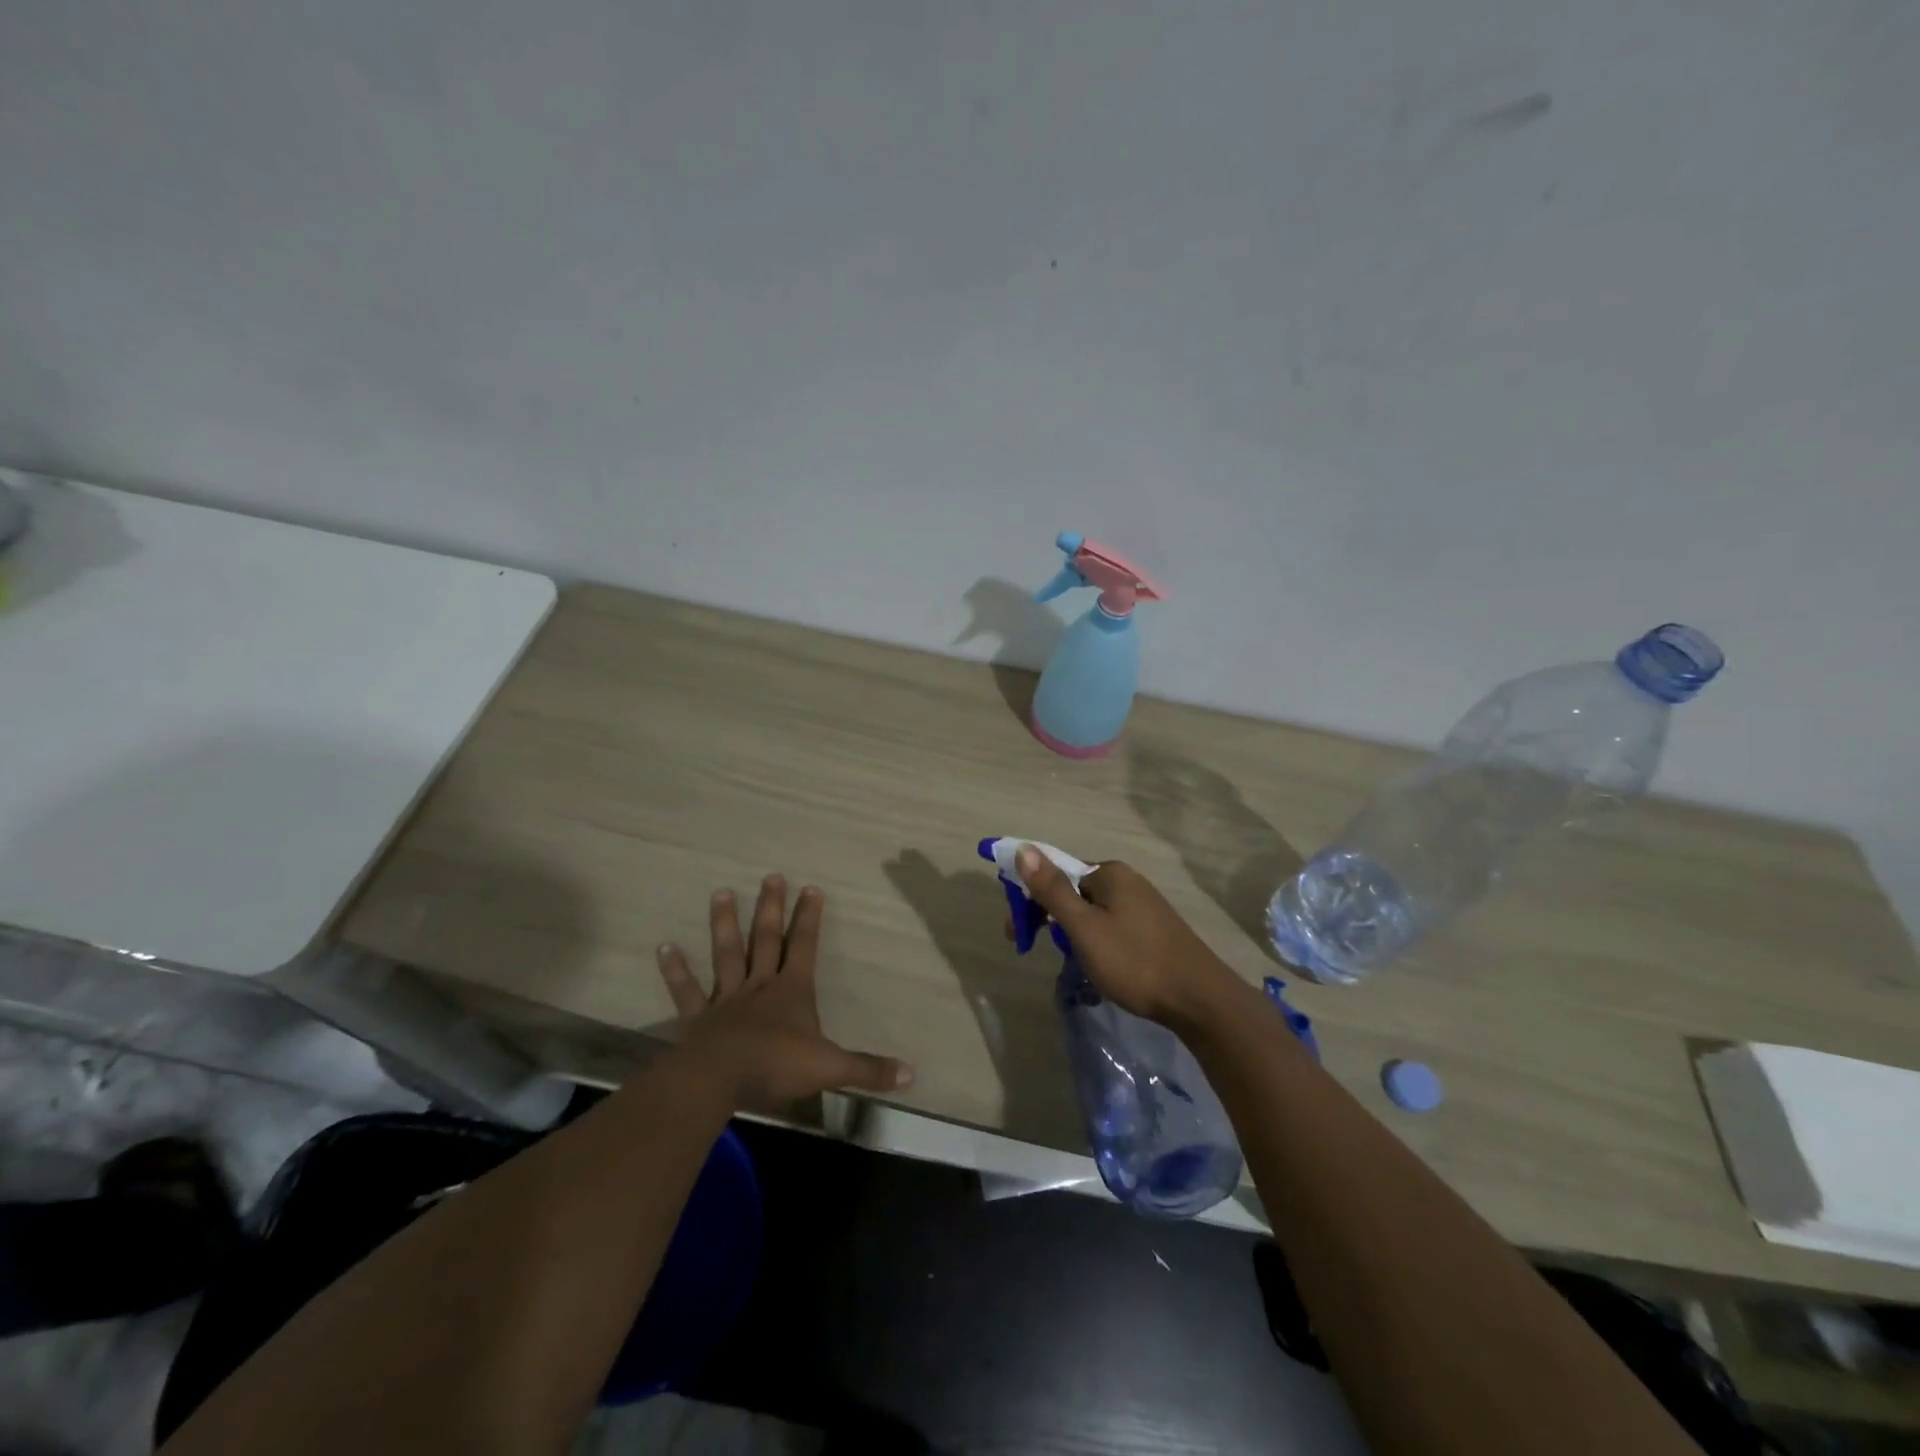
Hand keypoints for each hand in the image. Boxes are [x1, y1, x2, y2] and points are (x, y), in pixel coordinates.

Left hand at [657, 875, 913, 1110]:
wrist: (720, 1078)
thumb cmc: (777, 1066)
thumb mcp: (830, 1068)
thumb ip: (868, 1069)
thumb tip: (911, 1074)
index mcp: (792, 991)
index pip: (805, 946)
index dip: (810, 918)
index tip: (812, 888)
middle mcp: (760, 985)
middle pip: (767, 939)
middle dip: (772, 908)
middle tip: (771, 876)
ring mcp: (727, 998)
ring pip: (727, 953)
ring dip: (725, 924)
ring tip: (722, 892)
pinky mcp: (698, 1017)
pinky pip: (686, 990)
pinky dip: (676, 970)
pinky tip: (664, 947)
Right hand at [1012, 847, 1248, 1027]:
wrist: (1199, 999)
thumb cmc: (1134, 961)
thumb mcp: (1084, 928)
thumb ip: (1052, 890)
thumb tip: (1024, 849)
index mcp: (1110, 873)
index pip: (1057, 874)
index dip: (1031, 900)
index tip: (1018, 933)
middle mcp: (1128, 880)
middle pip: (1075, 892)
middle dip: (1052, 919)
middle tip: (1039, 950)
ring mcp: (1145, 905)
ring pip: (1093, 912)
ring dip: (1074, 934)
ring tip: (1073, 964)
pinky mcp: (1156, 929)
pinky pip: (1113, 926)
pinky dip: (1097, 942)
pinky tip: (1100, 966)